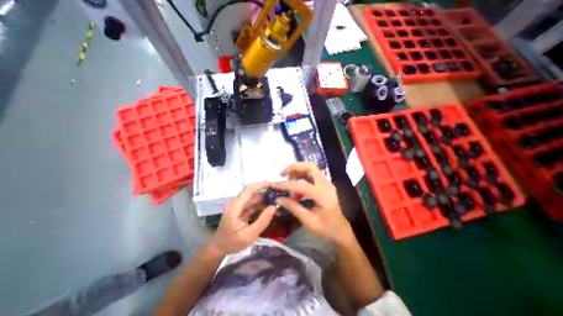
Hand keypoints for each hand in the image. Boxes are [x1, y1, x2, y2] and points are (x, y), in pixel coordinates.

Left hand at [209, 182, 275, 254]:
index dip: (261, 185)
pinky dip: (262, 205)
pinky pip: (254, 204)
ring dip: (265, 199)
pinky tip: (271, 208)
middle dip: (266, 192)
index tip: (274, 184)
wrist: (219, 248)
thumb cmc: (231, 243)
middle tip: (280, 194)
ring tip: (278, 201)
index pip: (249, 189)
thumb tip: (274, 207)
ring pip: (254, 198)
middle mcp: (237, 202)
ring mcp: (239, 206)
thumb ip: (262, 221)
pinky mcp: (242, 209)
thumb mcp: (248, 236)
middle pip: (253, 192)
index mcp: (235, 206)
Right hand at [272, 162, 349, 245]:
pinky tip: (294, 180)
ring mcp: (326, 183)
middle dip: (294, 167)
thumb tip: (278, 198)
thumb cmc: (325, 228)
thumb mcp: (308, 221)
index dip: (287, 185)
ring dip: (297, 169)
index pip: (302, 186)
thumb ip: (293, 207)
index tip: (275, 185)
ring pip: (311, 167)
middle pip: (310, 167)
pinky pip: (312, 173)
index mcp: (323, 196)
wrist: (340, 230)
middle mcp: (326, 185)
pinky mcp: (324, 184)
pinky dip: (301, 173)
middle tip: (282, 174)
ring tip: (287, 177)